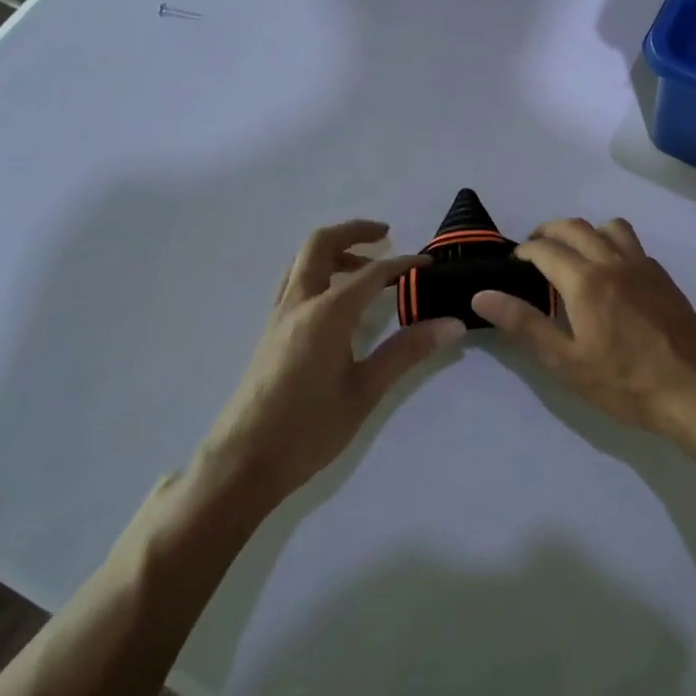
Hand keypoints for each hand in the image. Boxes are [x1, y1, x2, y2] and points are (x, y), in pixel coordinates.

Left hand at [202, 220, 465, 505]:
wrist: (243, 462)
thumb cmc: (308, 428)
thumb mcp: (366, 391)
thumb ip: (407, 352)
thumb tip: (452, 324)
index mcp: (326, 314)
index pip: (371, 273)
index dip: (403, 264)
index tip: (429, 265)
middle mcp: (299, 304)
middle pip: (320, 245)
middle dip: (354, 232)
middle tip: (386, 236)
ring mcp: (279, 317)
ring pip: (301, 261)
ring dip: (333, 250)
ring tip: (365, 266)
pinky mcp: (271, 333)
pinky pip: (293, 283)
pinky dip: (318, 272)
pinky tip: (337, 301)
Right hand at [471, 218, 695, 441]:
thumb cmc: (626, 383)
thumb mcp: (566, 362)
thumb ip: (524, 324)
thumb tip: (482, 296)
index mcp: (586, 280)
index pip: (545, 249)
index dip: (523, 252)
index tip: (512, 264)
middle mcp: (614, 261)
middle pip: (574, 227)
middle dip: (548, 232)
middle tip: (533, 252)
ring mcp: (643, 266)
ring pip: (609, 227)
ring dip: (584, 231)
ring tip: (573, 255)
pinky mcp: (663, 277)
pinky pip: (632, 245)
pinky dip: (612, 245)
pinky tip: (610, 275)